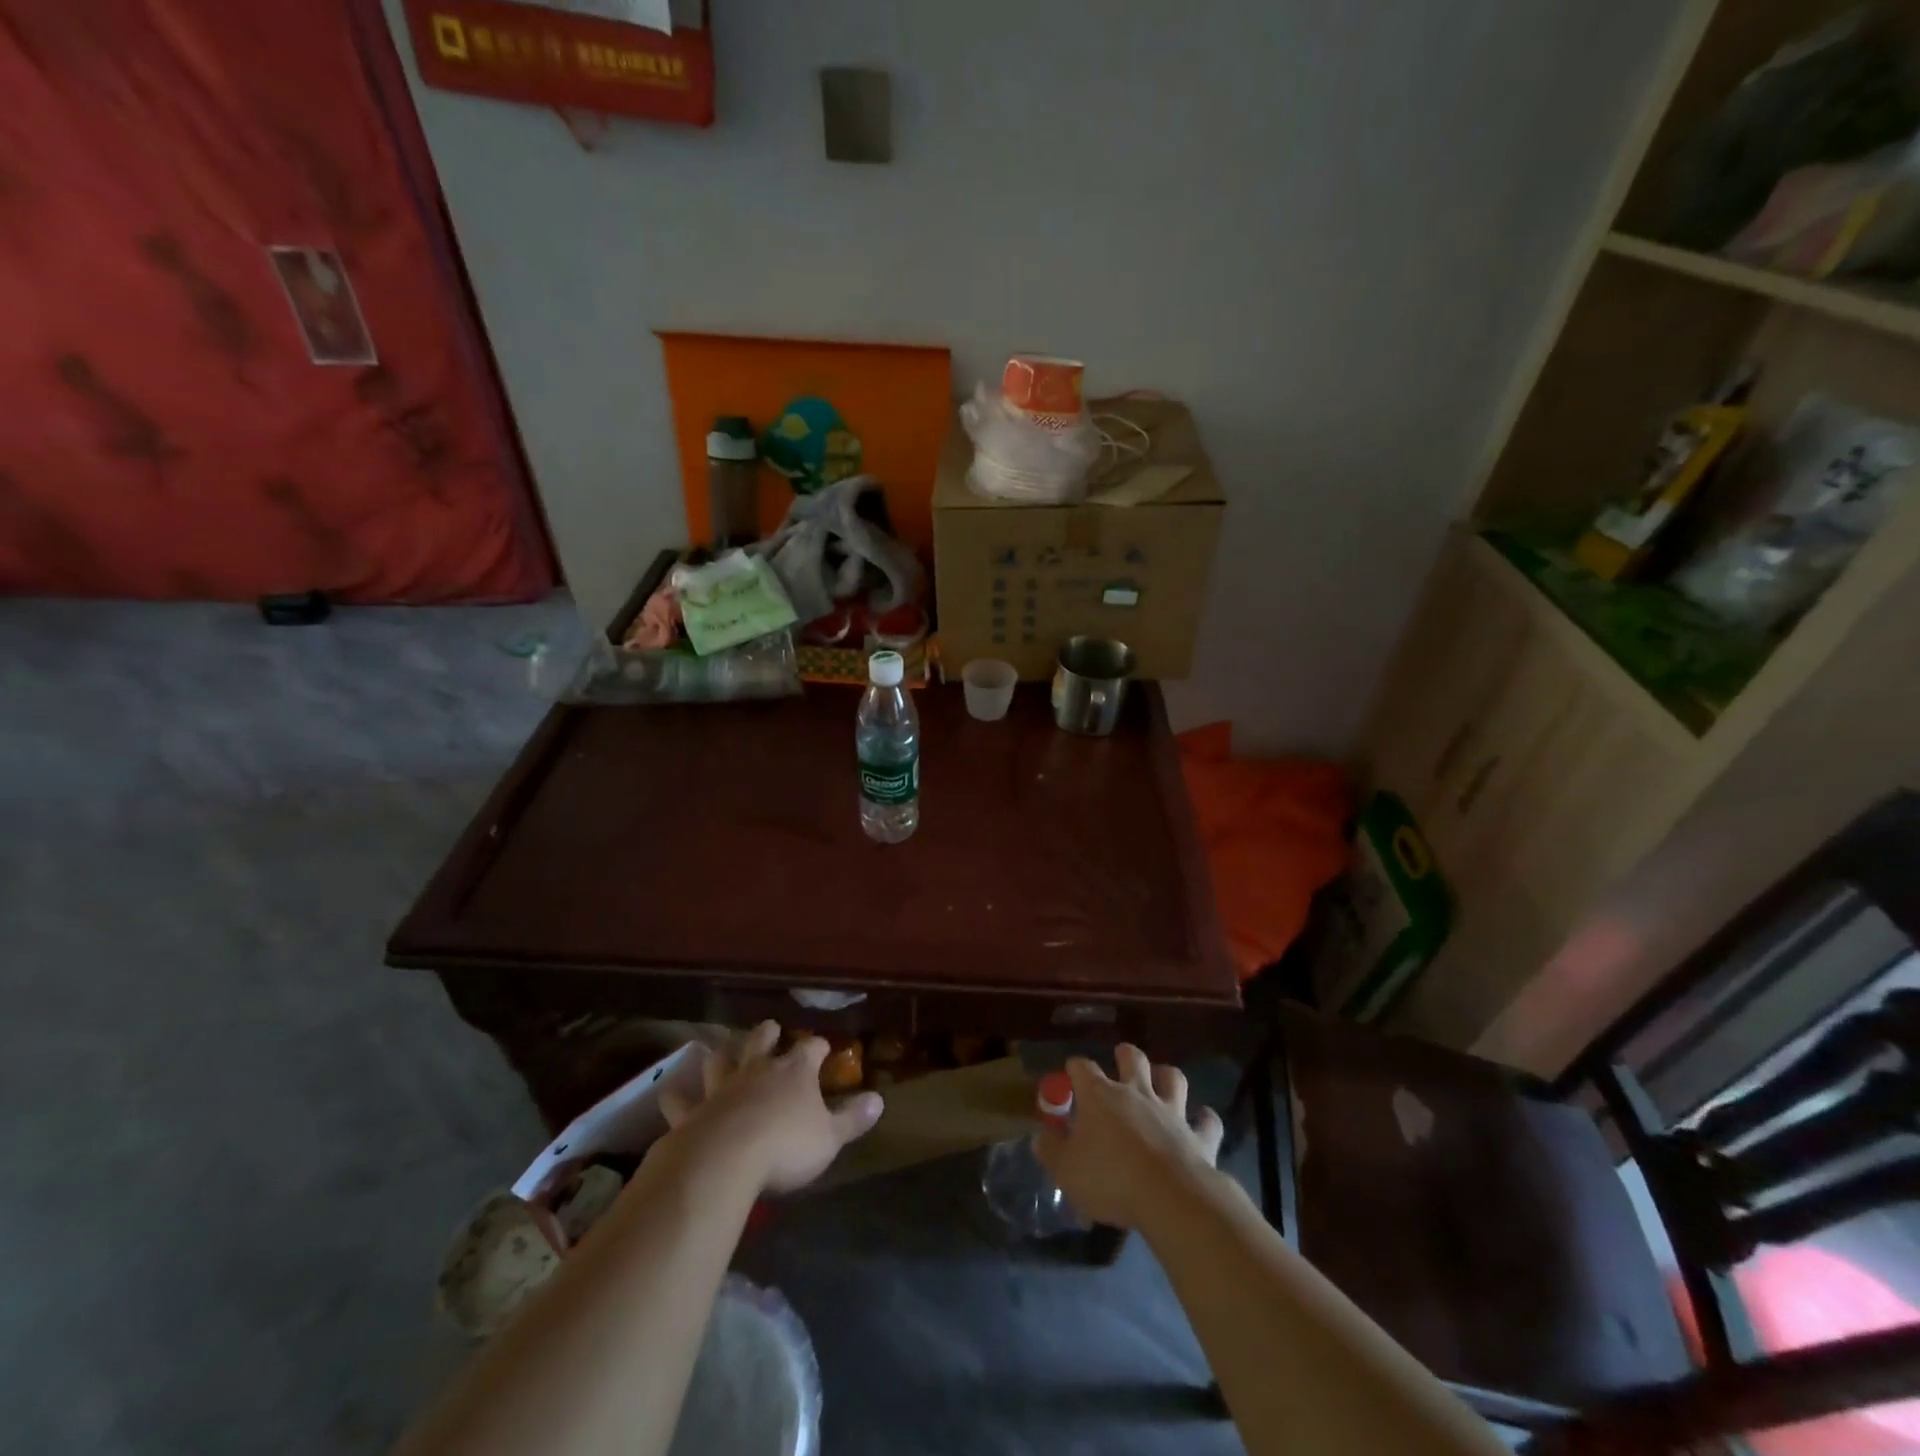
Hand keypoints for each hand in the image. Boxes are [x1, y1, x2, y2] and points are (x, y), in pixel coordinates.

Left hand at [658, 1022, 884, 1194]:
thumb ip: (853, 1119)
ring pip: (721, 1060)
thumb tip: (880, 1100)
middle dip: (768, 1033)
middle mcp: (758, 1070)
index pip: (811, 1048)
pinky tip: (669, 1091)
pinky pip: (681, 1100)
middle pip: (762, 1041)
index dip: (818, 1047)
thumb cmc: (785, 1146)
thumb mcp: (829, 1138)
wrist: (724, 1160)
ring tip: (720, 1049)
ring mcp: (722, 1087)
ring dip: (722, 1055)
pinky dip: (676, 1096)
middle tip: (770, 1027)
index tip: (823, 1047)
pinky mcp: (693, 1112)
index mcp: (795, 1071)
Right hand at [1034, 1044, 1224, 1230]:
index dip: (1074, 1069)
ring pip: (1173, 1077)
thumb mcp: (1066, 1171)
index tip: (1069, 1077)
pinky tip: (1202, 1121)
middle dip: (1125, 1055)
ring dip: (1166, 1077)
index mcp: (1100, 1096)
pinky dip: (1205, 1119)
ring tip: (1161, 1082)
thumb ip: (1051, 1151)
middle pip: (1132, 1058)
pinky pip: (1207, 1121)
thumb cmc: (1109, 1179)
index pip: (1082, 1067)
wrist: (1169, 1197)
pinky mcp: (1198, 1136)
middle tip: (1120, 1062)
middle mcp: (1136, 1092)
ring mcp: (1171, 1111)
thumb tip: (1040, 1137)